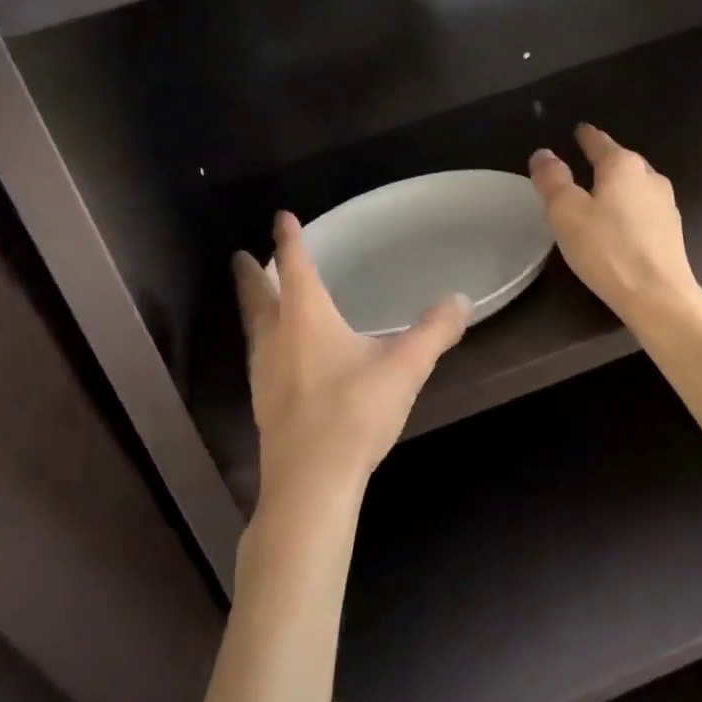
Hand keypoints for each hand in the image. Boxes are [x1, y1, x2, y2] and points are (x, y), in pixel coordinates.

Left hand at [234, 212, 468, 510]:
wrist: (311, 484)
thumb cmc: (354, 414)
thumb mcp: (404, 368)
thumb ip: (435, 331)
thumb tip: (461, 299)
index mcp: (306, 319)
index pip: (295, 267)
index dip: (289, 240)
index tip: (281, 217)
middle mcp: (278, 338)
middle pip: (259, 297)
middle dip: (251, 275)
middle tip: (240, 256)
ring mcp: (265, 374)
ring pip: (254, 328)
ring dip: (254, 307)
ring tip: (257, 299)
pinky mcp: (264, 404)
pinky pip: (259, 356)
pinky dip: (263, 340)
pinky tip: (277, 355)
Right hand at [530, 124, 701, 328]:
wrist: (658, 296)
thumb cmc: (607, 249)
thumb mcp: (566, 212)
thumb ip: (552, 180)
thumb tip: (543, 153)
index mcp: (623, 166)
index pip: (600, 142)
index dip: (586, 136)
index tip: (579, 130)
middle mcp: (649, 177)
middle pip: (622, 161)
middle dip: (604, 160)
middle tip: (584, 162)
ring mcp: (666, 204)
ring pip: (636, 185)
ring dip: (618, 186)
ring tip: (600, 194)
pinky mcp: (671, 231)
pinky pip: (644, 209)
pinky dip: (629, 208)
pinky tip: (620, 224)